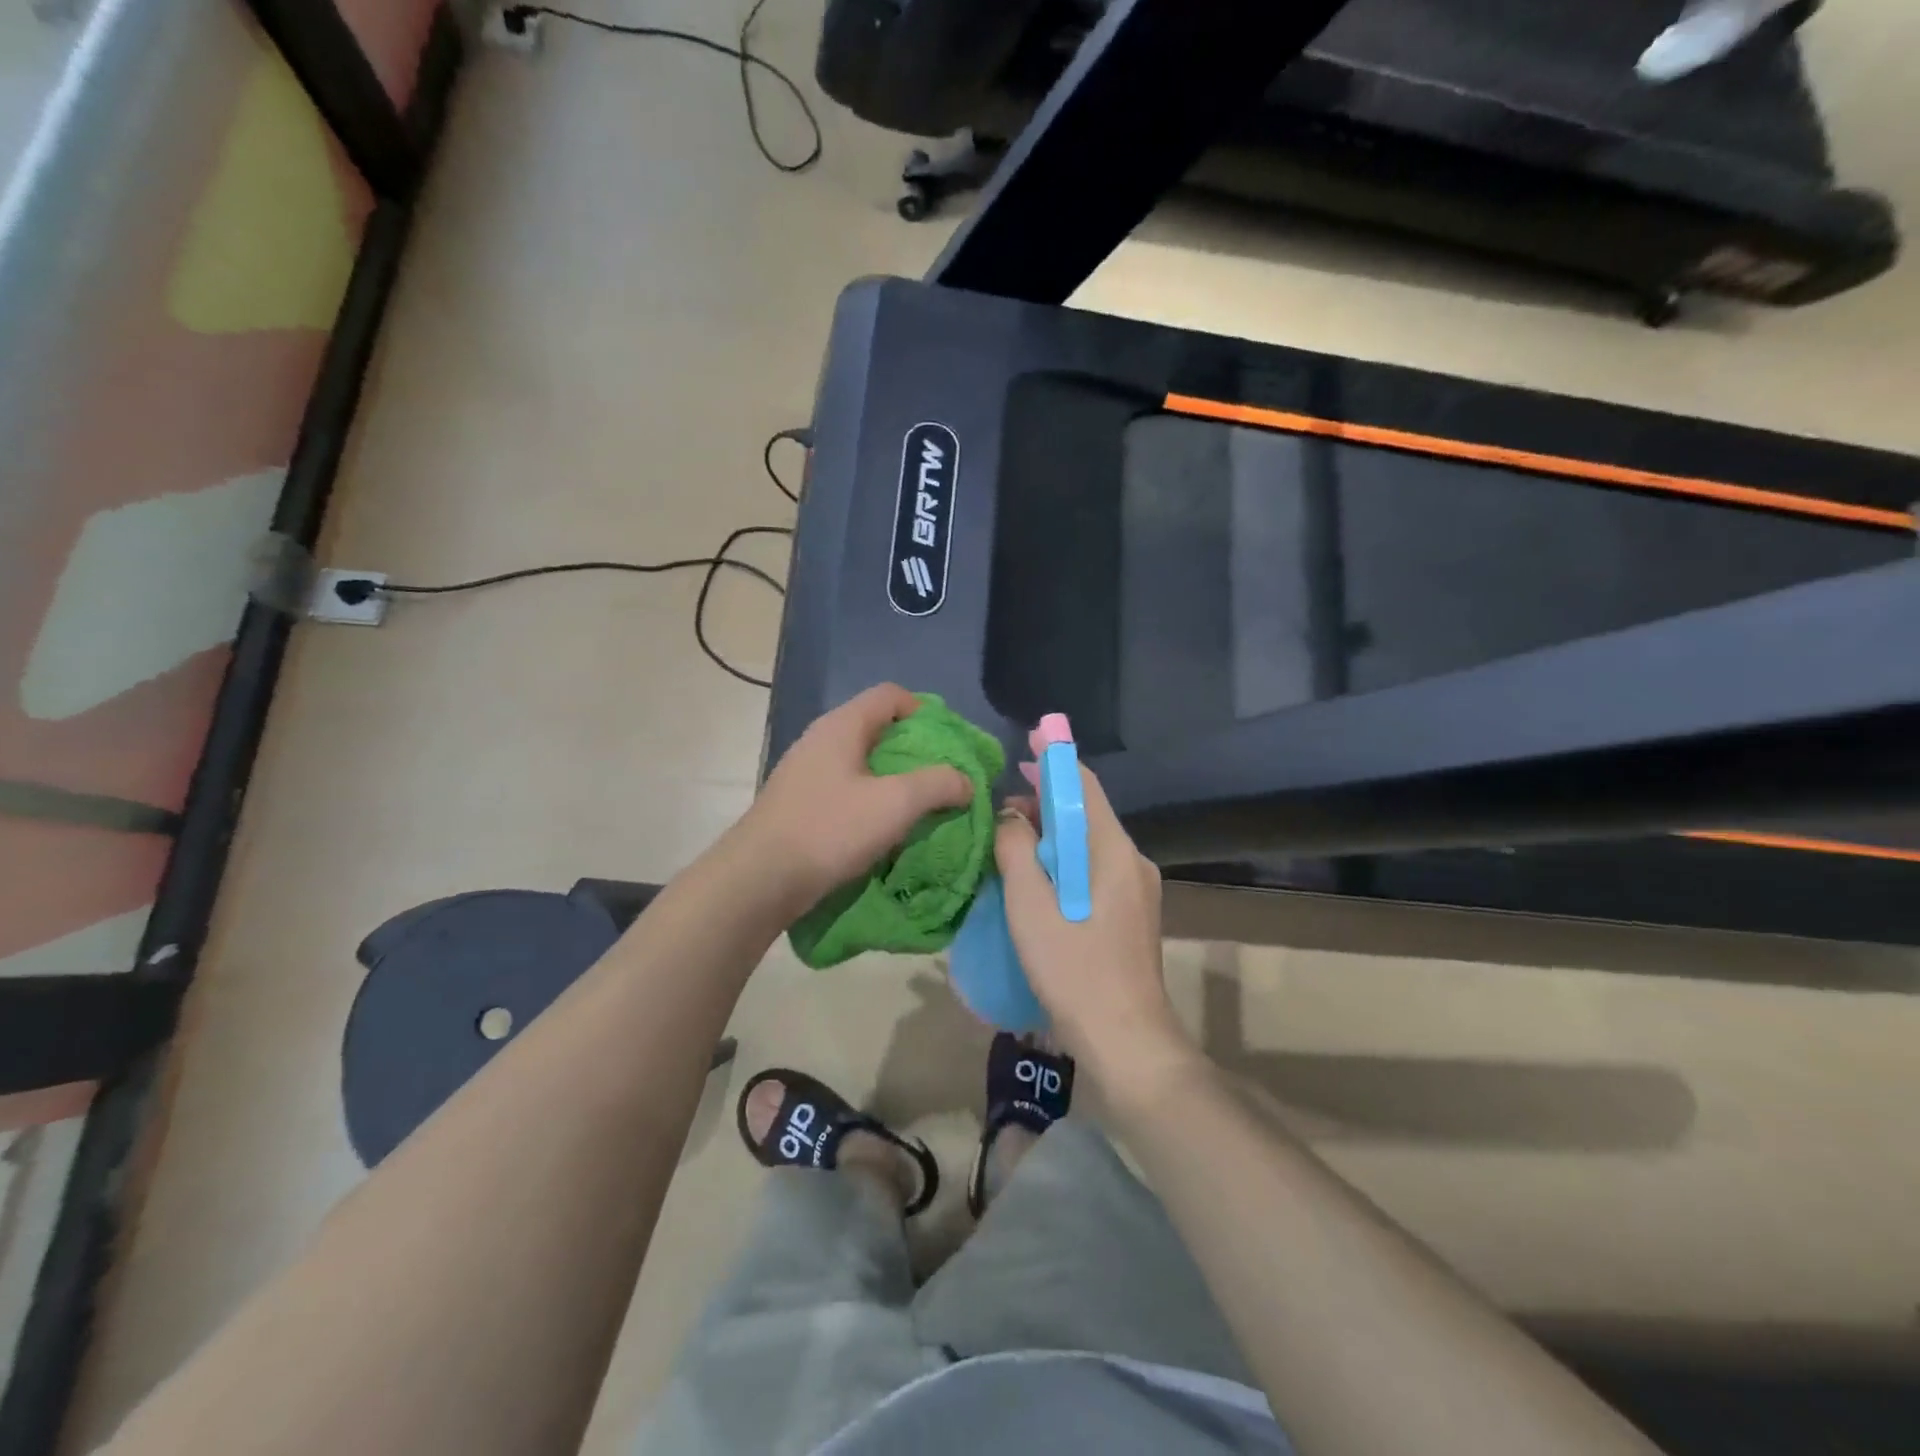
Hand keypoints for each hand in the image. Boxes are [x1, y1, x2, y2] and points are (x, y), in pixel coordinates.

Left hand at [740, 684, 972, 917]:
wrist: (759, 879)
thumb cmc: (830, 829)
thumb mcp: (896, 804)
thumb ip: (938, 784)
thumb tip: (965, 780)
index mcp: (842, 726)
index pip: (890, 695)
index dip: (925, 711)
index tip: (948, 744)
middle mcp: (821, 739)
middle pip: (877, 727)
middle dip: (914, 750)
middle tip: (941, 777)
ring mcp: (805, 771)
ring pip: (861, 761)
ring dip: (893, 779)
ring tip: (918, 806)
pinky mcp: (799, 801)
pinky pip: (845, 787)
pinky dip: (870, 799)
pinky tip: (882, 828)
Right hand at [995, 766, 1196, 1100]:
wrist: (1126, 1041)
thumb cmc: (1074, 969)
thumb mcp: (1031, 906)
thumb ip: (1016, 851)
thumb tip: (1010, 816)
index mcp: (1113, 851)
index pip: (1085, 786)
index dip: (1054, 762)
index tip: (1025, 747)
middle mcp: (1132, 861)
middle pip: (1087, 814)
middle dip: (1044, 803)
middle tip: (1002, 809)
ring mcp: (1136, 890)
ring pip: (1088, 845)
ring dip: (1051, 837)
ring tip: (1010, 844)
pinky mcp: (1131, 914)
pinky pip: (1093, 870)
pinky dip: (1063, 863)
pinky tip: (1035, 881)